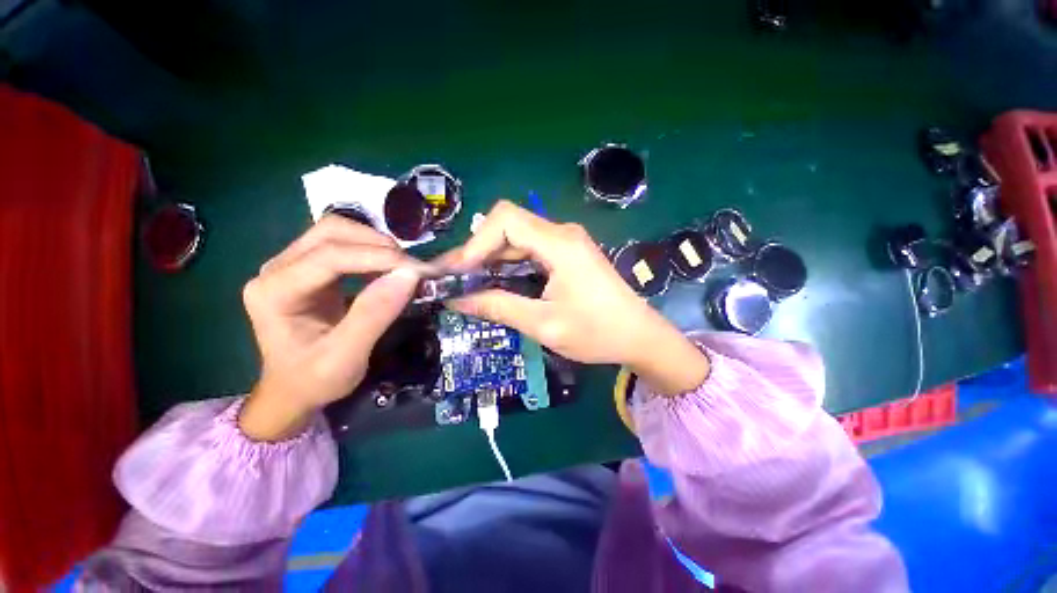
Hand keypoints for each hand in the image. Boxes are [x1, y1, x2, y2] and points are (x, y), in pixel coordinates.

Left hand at [239, 216, 425, 440]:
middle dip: (378, 245)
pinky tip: (388, 270)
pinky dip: (372, 251)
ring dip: (376, 245)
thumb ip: (375, 314)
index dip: (378, 257)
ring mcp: (290, 265)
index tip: (417, 269)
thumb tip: (410, 275)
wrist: (293, 390)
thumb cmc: (314, 380)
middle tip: (411, 269)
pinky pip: (342, 244)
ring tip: (402, 269)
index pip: (329, 256)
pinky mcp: (308, 268)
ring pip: (337, 232)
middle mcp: (276, 269)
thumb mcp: (347, 356)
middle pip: (331, 233)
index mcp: (274, 292)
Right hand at [439, 200, 708, 394]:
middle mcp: (562, 233)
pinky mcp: (567, 253)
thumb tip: (456, 299)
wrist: (639, 336)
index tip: (459, 273)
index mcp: (560, 244)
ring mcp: (566, 242)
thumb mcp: (544, 324)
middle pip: (508, 225)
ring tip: (467, 281)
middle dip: (477, 250)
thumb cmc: (597, 332)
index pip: (505, 220)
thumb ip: (498, 307)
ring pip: (517, 237)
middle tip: (454, 278)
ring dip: (490, 257)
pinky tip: (495, 281)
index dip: (475, 243)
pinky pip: (529, 248)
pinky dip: (507, 263)